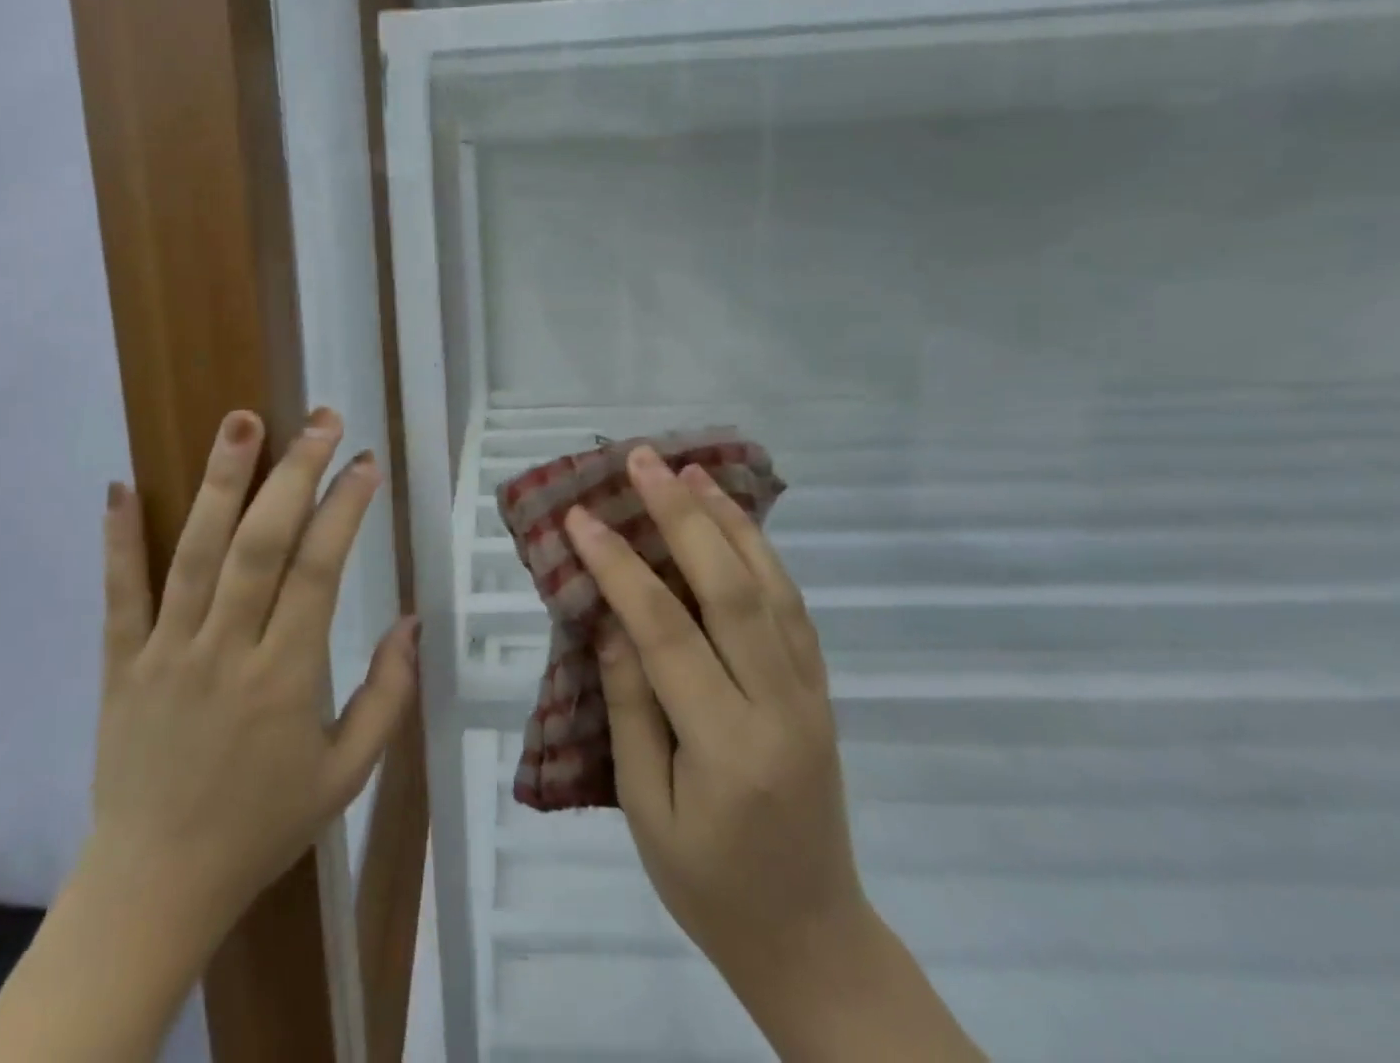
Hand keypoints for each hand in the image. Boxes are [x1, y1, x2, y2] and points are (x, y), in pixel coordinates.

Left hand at [86, 406, 418, 942]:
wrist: (156, 887)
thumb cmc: (262, 826)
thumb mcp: (346, 775)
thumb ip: (387, 696)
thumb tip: (413, 620)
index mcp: (285, 678)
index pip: (319, 571)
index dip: (345, 509)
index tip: (364, 462)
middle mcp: (226, 651)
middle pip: (261, 545)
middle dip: (293, 473)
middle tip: (318, 419)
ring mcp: (167, 652)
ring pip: (195, 554)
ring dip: (219, 482)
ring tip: (239, 420)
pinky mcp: (122, 663)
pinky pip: (119, 595)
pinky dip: (119, 539)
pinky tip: (121, 484)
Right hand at [568, 449, 985, 1060]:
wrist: (813, 939)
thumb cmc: (710, 886)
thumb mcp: (646, 807)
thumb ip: (630, 706)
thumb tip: (611, 619)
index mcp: (727, 746)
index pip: (666, 633)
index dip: (620, 567)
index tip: (580, 519)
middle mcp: (779, 706)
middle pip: (731, 589)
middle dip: (682, 516)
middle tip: (643, 460)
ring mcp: (810, 693)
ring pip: (772, 586)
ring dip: (729, 520)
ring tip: (690, 470)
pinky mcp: (819, 688)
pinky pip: (792, 606)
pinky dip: (762, 552)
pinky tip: (734, 520)